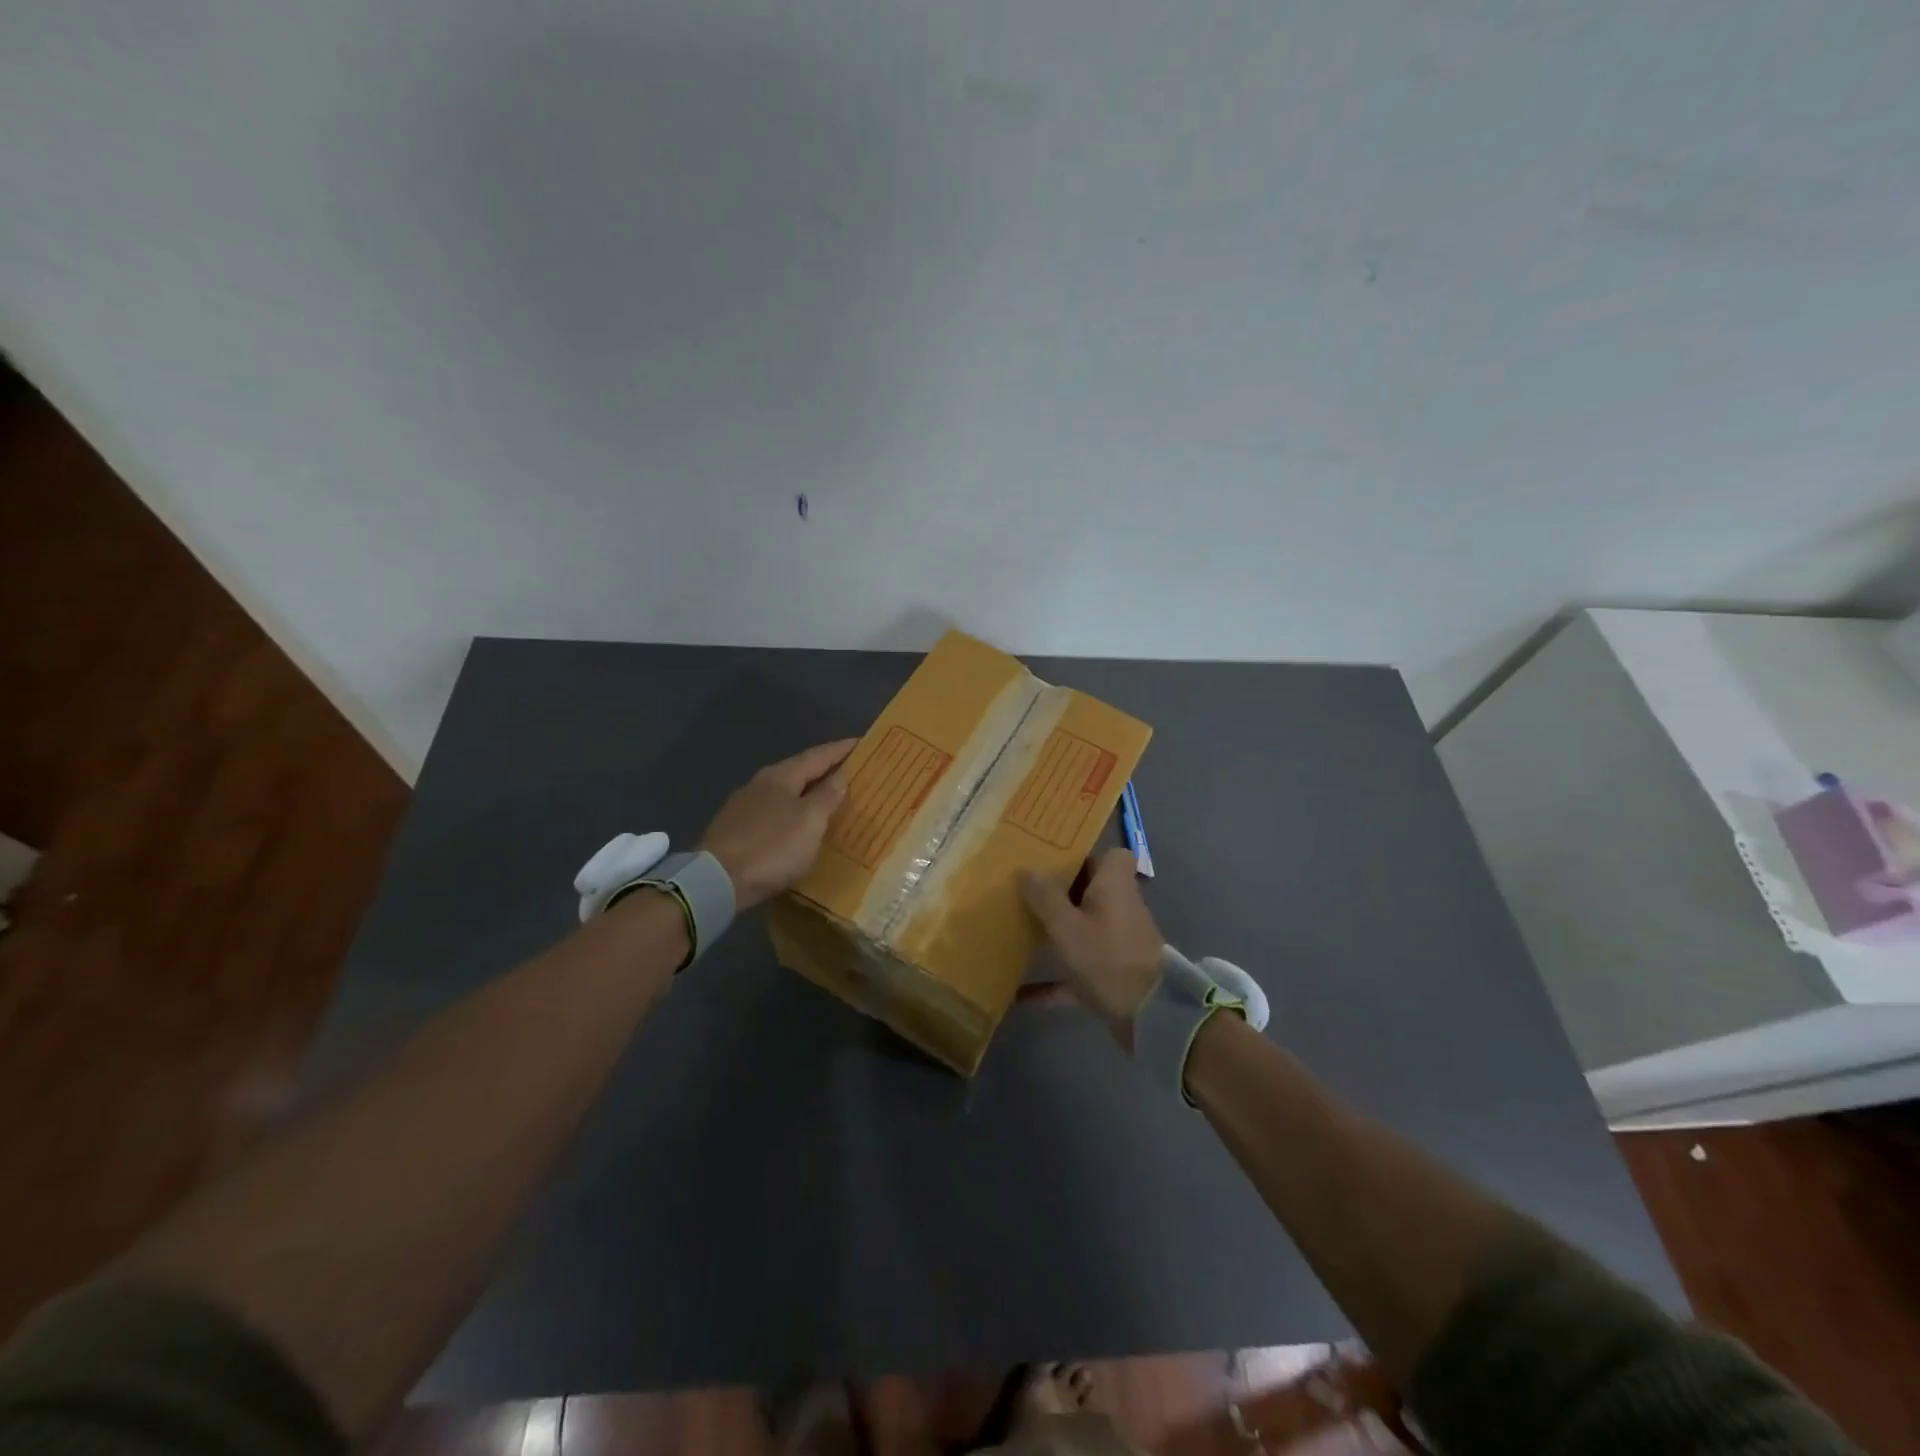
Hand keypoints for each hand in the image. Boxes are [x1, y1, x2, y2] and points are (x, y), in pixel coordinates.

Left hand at [700, 739, 856, 910]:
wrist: (718, 881)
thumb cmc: (772, 846)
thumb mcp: (810, 821)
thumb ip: (827, 796)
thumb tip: (840, 775)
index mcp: (781, 776)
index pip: (818, 755)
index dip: (841, 749)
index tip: (863, 742)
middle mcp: (760, 784)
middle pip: (799, 771)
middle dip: (825, 770)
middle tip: (851, 771)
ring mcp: (744, 807)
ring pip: (785, 793)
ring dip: (808, 793)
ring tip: (829, 799)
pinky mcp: (735, 830)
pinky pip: (773, 814)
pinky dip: (792, 814)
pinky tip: (798, 825)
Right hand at [1021, 847, 1163, 1033]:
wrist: (1151, 1017)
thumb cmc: (1108, 958)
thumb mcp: (1067, 926)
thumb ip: (1045, 898)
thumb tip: (1026, 870)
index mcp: (1114, 886)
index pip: (1113, 856)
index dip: (1087, 855)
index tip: (1054, 859)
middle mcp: (1119, 908)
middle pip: (1092, 890)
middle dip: (1060, 891)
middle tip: (1024, 890)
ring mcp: (1117, 943)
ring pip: (1084, 927)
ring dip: (1057, 931)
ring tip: (1019, 929)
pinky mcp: (1112, 974)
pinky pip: (1077, 969)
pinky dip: (1053, 980)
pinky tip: (1020, 992)